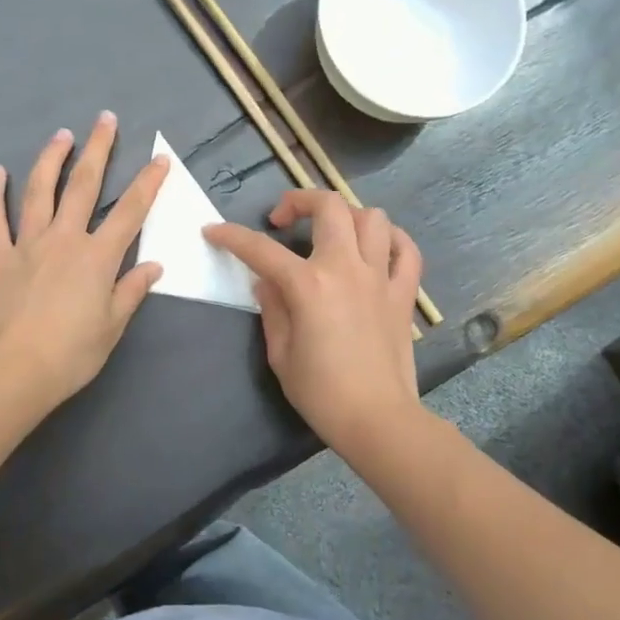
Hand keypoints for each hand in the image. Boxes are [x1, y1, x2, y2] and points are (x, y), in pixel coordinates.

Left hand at [0, 113, 168, 413]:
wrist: (15, 370)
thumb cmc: (72, 354)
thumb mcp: (113, 326)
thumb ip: (131, 291)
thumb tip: (153, 266)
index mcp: (98, 257)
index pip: (131, 212)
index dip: (148, 183)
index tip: (159, 159)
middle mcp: (65, 239)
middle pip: (85, 186)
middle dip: (98, 150)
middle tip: (105, 119)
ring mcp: (28, 244)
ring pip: (40, 191)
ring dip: (52, 159)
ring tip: (61, 135)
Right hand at [205, 189, 423, 460]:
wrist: (376, 418)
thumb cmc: (320, 392)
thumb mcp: (280, 353)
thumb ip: (272, 308)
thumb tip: (266, 282)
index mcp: (308, 285)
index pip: (261, 249)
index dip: (232, 236)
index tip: (213, 232)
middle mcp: (346, 268)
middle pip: (329, 207)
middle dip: (299, 201)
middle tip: (282, 221)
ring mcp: (380, 277)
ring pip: (372, 218)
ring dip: (346, 216)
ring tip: (330, 234)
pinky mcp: (403, 293)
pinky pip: (406, 250)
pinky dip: (392, 240)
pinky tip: (375, 247)